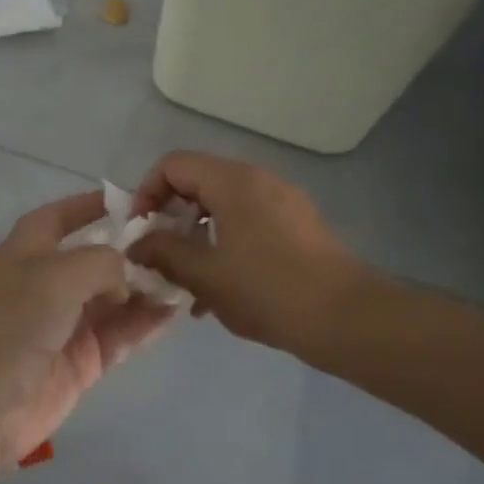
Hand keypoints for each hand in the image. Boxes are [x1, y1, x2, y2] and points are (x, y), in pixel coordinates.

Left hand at [0, 190, 176, 464]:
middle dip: (133, 251)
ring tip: (187, 277)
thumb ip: (103, 262)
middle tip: (179, 244)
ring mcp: (66, 322)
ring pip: (115, 297)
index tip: (134, 201)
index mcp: (29, 250)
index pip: (62, 216)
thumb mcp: (59, 274)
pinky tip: (175, 311)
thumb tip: (126, 278)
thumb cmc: (15, 321)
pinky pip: (120, 333)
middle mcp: (48, 281)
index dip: (91, 205)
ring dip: (146, 288)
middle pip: (97, 258)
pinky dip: (145, 322)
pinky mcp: (82, 360)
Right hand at [127, 152, 367, 354]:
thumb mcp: (205, 275)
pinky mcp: (298, 225)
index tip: (141, 231)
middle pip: (199, 183)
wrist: (347, 318)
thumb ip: (164, 253)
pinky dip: (226, 244)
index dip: (147, 193)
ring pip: (224, 207)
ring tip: (189, 283)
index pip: (173, 165)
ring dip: (198, 237)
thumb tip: (136, 245)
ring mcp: (283, 201)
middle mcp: (258, 180)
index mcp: (232, 181)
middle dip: (172, 218)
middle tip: (162, 257)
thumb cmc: (268, 290)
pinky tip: (223, 290)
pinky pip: (248, 222)